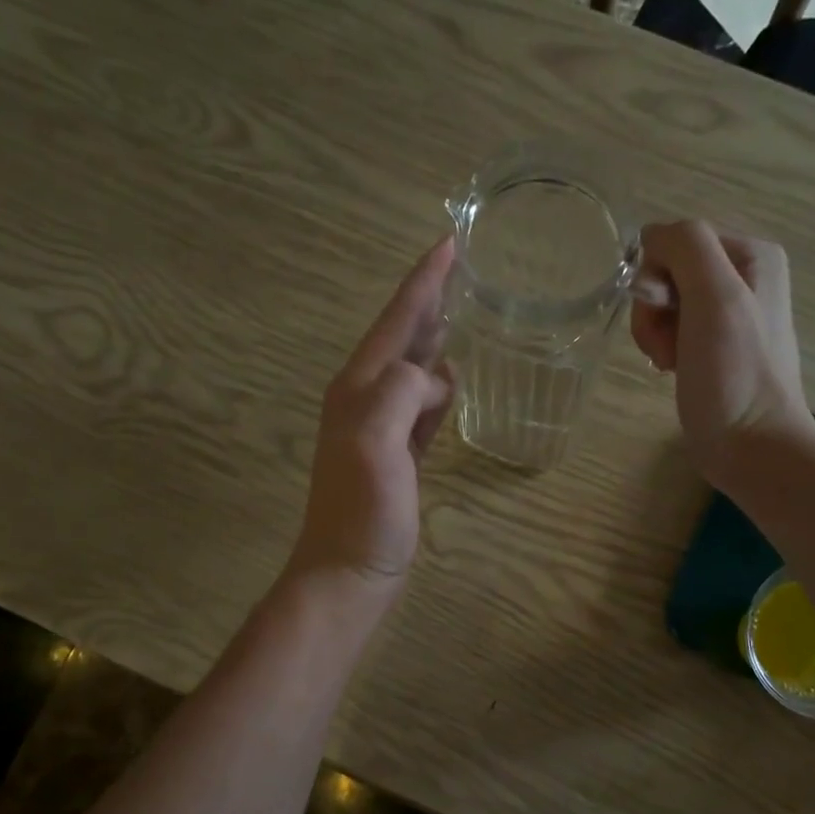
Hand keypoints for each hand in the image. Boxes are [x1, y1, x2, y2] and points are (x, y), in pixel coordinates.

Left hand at [286, 238, 455, 601]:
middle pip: (403, 337)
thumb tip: (435, 378)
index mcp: (360, 387)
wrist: (348, 572)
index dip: (423, 281)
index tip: (451, 241)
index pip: (395, 320)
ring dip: (436, 341)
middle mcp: (367, 399)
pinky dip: (439, 389)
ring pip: (414, 371)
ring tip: (466, 314)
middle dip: (431, 301)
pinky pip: (423, 409)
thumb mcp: (377, 442)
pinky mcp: (398, 457)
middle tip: (464, 270)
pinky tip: (455, 383)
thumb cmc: (362, 510)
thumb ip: (402, 393)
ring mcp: (381, 428)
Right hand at [630, 221, 811, 479]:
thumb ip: (686, 247)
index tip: (666, 316)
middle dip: (655, 309)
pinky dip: (664, 347)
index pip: (676, 241)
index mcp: (752, 255)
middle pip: (669, 271)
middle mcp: (745, 277)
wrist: (752, 447)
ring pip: (666, 302)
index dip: (657, 277)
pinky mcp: (715, 347)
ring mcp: (730, 314)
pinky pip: (674, 328)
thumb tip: (650, 237)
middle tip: (668, 347)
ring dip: (655, 332)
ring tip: (671, 362)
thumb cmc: (734, 375)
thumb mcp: (714, 298)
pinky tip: (673, 369)